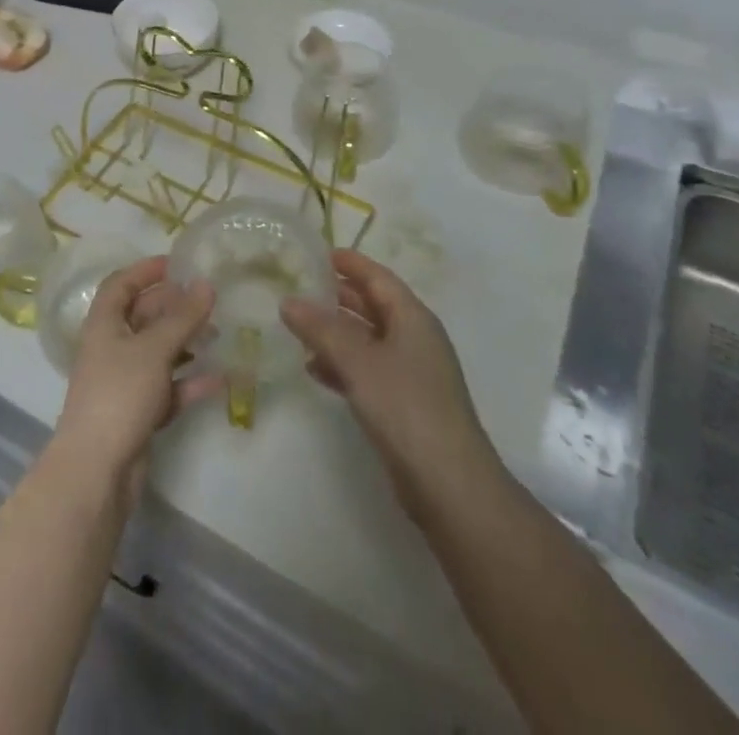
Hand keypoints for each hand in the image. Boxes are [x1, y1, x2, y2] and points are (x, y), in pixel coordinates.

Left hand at [53, 258, 216, 494]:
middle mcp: (111, 347)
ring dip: (185, 343)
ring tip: (218, 335)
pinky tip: (221, 379)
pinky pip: (167, 387)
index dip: (145, 271)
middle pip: (142, 317)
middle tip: (208, 300)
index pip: (121, 284)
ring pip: (157, 352)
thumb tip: (206, 283)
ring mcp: (124, 382)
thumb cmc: (119, 394)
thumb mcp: (154, 349)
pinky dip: (190, 382)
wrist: (97, 470)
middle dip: (173, 307)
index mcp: (103, 324)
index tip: (177, 264)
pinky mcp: (138, 412)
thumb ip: (182, 317)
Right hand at [281, 250, 502, 524]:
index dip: (350, 263)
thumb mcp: (357, 361)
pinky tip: (312, 369)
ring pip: (367, 339)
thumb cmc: (406, 407)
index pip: (378, 278)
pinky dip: (341, 364)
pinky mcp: (403, 404)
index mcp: (413, 319)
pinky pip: (366, 369)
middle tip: (299, 286)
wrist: (450, 485)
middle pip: (373, 306)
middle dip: (338, 296)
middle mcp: (415, 339)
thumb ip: (321, 329)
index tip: (318, 253)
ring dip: (335, 332)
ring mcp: (411, 373)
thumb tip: (288, 301)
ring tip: (296, 326)